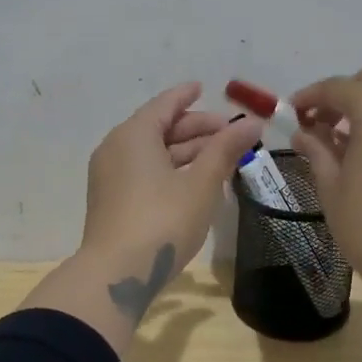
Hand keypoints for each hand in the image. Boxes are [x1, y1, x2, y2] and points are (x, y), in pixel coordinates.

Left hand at [80, 81, 262, 294]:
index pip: (164, 105)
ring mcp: (110, 177)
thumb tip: (251, 123)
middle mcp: (116, 149)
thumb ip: (225, 150)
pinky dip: (170, 169)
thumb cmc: (163, 220)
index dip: (186, 96)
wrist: (116, 274)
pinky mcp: (111, 201)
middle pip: (159, 128)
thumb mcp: (201, 184)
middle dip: (195, 128)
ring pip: (152, 153)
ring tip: (220, 157)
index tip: (203, 87)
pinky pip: (143, 172)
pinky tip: (194, 181)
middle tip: (229, 132)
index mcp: (134, 135)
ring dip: (186, 152)